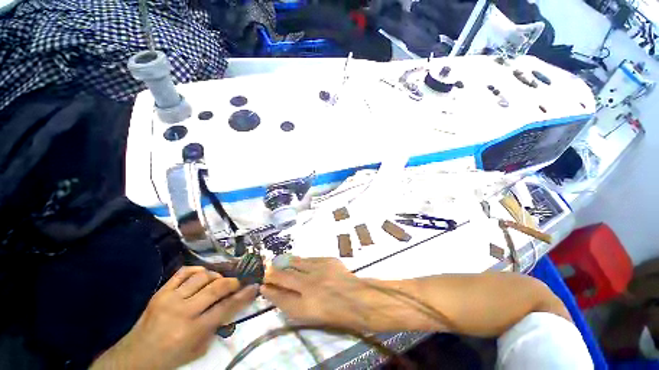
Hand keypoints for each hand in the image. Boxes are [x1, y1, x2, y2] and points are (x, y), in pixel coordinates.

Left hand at [91, 266, 257, 369]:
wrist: (135, 356)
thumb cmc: (171, 357)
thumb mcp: (198, 349)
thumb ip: (216, 327)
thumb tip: (232, 305)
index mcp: (192, 330)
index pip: (225, 307)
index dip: (243, 296)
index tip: (254, 287)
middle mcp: (182, 311)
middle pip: (216, 287)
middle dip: (232, 283)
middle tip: (237, 284)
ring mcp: (170, 298)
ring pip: (202, 276)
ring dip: (216, 276)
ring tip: (218, 282)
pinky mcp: (161, 291)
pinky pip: (184, 272)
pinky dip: (197, 270)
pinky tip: (202, 275)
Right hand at [261, 257, 377, 330]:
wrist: (357, 298)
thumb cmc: (335, 313)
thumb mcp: (311, 316)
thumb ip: (294, 305)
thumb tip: (279, 295)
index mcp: (305, 306)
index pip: (280, 297)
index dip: (269, 291)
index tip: (262, 286)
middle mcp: (309, 285)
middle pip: (284, 277)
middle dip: (273, 273)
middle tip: (266, 271)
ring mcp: (319, 270)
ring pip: (296, 263)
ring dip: (286, 263)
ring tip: (278, 261)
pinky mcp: (327, 260)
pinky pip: (309, 258)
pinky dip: (301, 261)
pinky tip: (298, 261)